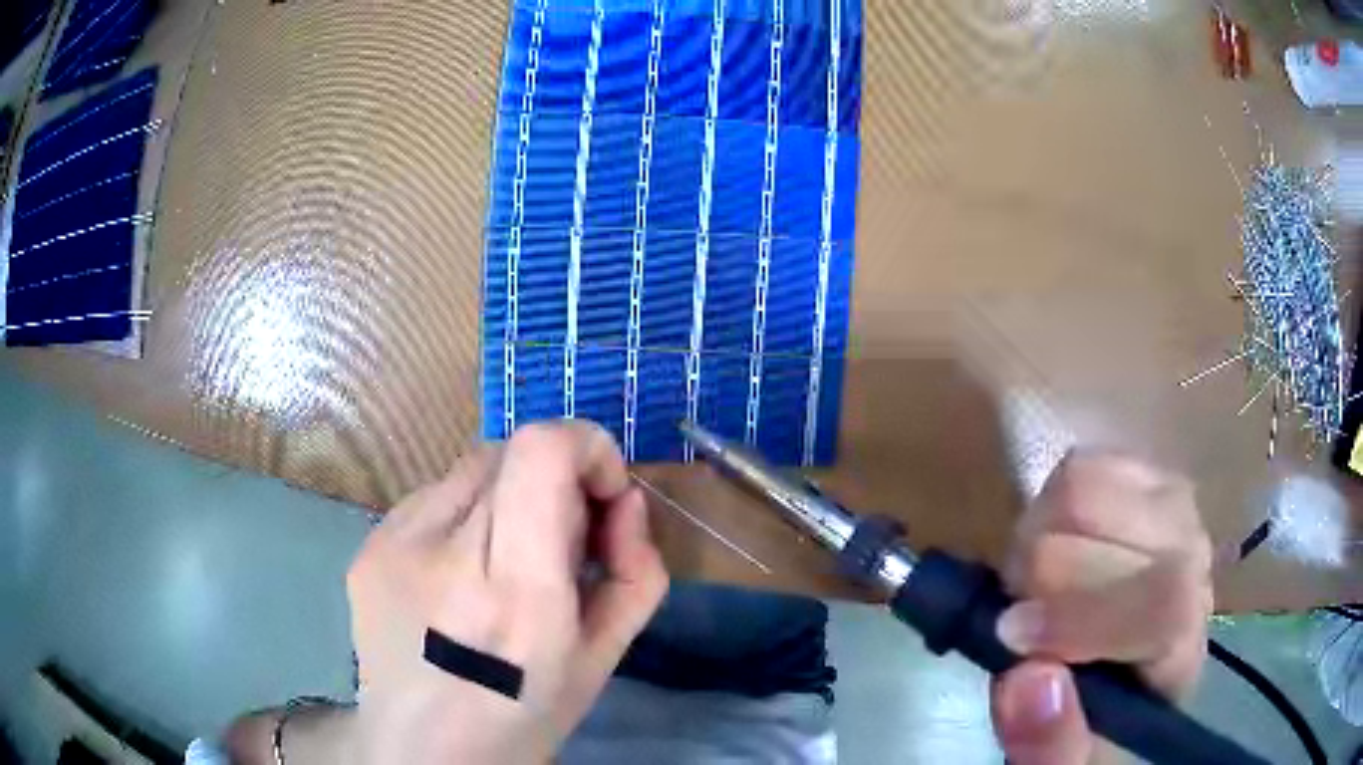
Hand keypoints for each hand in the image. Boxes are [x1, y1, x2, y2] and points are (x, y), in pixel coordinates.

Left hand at [345, 421, 668, 763]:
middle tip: (558, 542)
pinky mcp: (367, 546)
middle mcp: (446, 556)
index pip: (541, 453)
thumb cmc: (523, 716)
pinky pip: (432, 497)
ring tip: (502, 561)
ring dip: (506, 496)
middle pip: (510, 452)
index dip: (585, 446)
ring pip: (470, 468)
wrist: (423, 751)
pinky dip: (463, 516)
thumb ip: (636, 571)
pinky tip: (458, 574)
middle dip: (554, 480)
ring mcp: (393, 544)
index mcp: (517, 595)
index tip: (602, 490)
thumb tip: (623, 499)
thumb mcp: (604, 658)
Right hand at [991, 452, 1212, 763]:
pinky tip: (1062, 547)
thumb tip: (1026, 676)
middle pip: (1102, 533)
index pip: (1159, 602)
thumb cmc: (1096, 721)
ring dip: (1039, 540)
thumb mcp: (1068, 758)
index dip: (1078, 618)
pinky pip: (1082, 464)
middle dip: (1038, 579)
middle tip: (1025, 619)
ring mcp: (1174, 506)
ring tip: (1040, 583)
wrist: (1124, 665)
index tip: (1012, 637)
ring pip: (1085, 487)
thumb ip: (1048, 742)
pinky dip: (1052, 507)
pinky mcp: (1146, 474)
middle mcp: (1193, 559)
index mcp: (1182, 642)